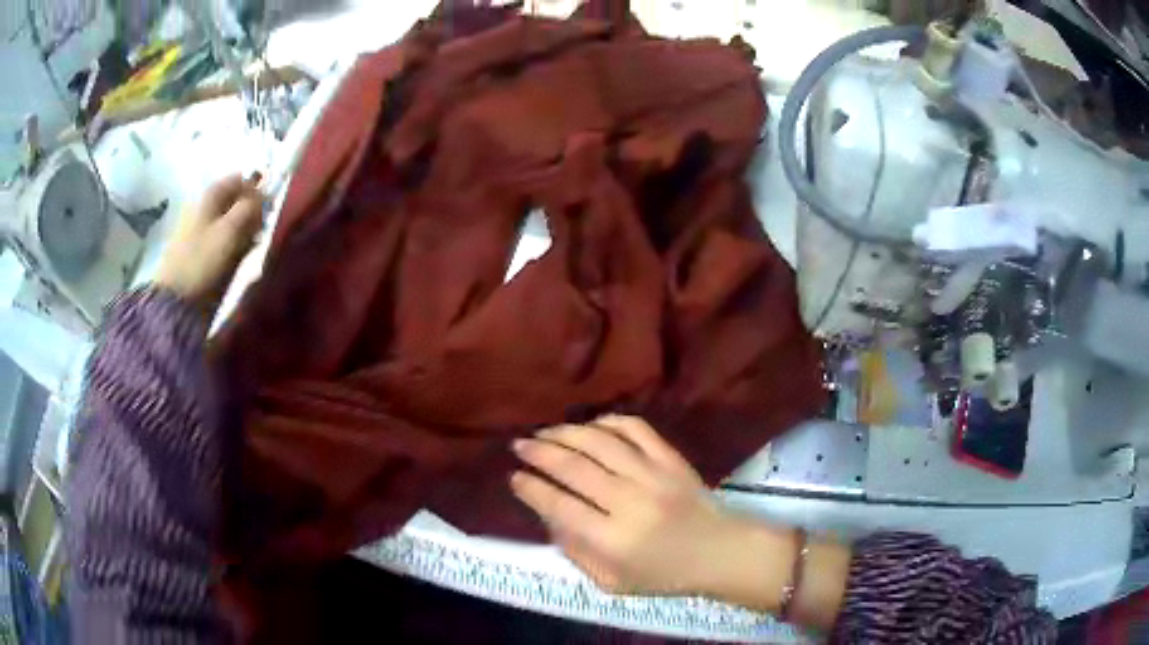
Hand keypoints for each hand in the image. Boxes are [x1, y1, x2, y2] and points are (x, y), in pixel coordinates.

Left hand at [155, 174, 263, 319]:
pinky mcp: (196, 249)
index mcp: (209, 195)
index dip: (255, 191)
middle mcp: (203, 205)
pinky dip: (231, 245)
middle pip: (234, 200)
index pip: (240, 179)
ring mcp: (197, 228)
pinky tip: (234, 259)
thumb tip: (261, 197)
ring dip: (241, 231)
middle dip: (249, 213)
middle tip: (257, 232)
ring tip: (247, 248)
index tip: (265, 211)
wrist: (175, 299)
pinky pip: (220, 238)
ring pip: (228, 220)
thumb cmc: (202, 261)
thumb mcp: (229, 231)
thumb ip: (249, 208)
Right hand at [510, 415, 756, 596]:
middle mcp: (630, 503)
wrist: (719, 552)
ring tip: (545, 432)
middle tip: (519, 446)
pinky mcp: (671, 459)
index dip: (532, 489)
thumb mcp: (611, 582)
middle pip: (575, 468)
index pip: (560, 507)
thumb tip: (551, 517)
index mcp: (613, 540)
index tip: (514, 478)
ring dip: (566, 433)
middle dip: (539, 453)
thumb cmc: (664, 575)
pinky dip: (609, 422)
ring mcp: (653, 476)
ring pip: (600, 443)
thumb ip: (577, 553)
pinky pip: (636, 429)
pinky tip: (591, 425)